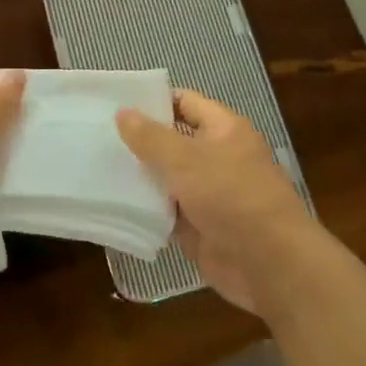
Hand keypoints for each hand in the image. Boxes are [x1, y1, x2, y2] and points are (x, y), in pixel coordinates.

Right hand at [116, 88, 322, 315]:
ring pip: (166, 178)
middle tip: (96, 136)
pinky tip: (112, 203)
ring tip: (95, 167)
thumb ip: (151, 138)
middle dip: (139, 141)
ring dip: (139, 177)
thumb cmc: (231, 197)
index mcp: (223, 129)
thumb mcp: (186, 160)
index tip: (115, 104)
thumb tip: (122, 112)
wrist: (269, 264)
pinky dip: (145, 209)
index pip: (185, 102)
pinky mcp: (198, 226)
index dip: (153, 101)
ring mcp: (208, 194)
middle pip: (172, 141)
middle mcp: (217, 157)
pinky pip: (166, 211)